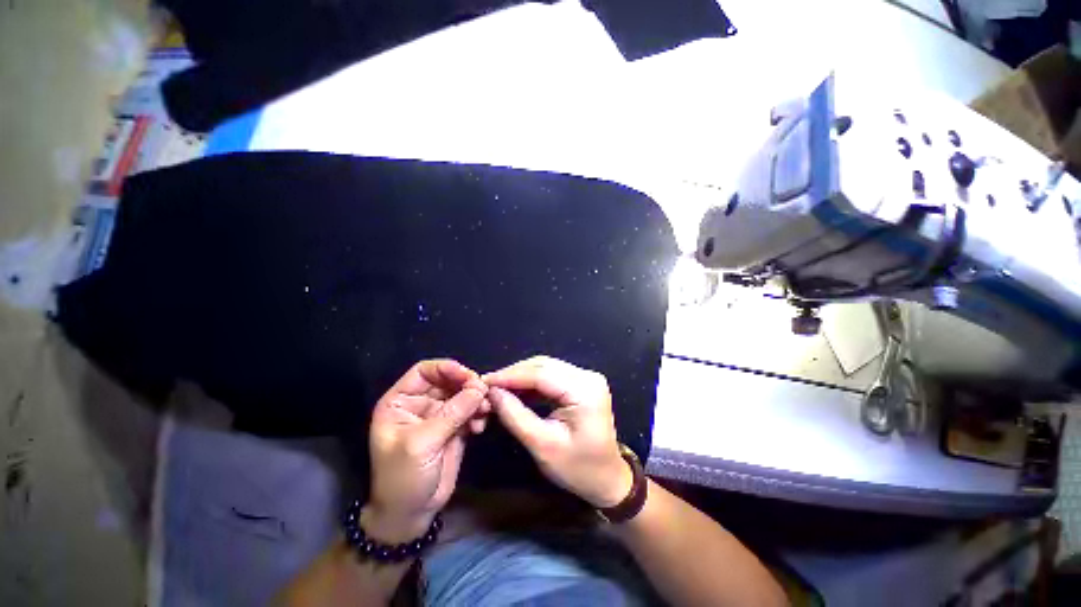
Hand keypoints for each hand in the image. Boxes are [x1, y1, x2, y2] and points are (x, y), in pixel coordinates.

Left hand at [366, 360, 488, 541]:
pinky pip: (471, 410)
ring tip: (486, 411)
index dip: (446, 368)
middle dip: (467, 384)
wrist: (411, 514)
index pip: (424, 371)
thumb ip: (452, 413)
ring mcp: (440, 415)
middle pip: (448, 380)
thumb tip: (480, 387)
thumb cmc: (403, 477)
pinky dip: (479, 413)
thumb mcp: (422, 443)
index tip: (468, 376)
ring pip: (463, 394)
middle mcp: (421, 403)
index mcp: (401, 401)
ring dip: (476, 399)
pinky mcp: (455, 427)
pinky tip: (480, 427)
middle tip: (484, 393)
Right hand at [484, 356, 631, 508]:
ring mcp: (586, 377)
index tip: (484, 382)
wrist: (608, 479)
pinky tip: (515, 391)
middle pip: (543, 366)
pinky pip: (551, 376)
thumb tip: (492, 392)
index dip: (510, 376)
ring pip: (545, 368)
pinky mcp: (581, 383)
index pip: (541, 373)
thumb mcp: (542, 446)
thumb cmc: (578, 469)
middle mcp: (587, 376)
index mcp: (584, 390)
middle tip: (488, 386)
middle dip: (513, 374)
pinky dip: (532, 382)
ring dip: (520, 377)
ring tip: (498, 389)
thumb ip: (515, 416)